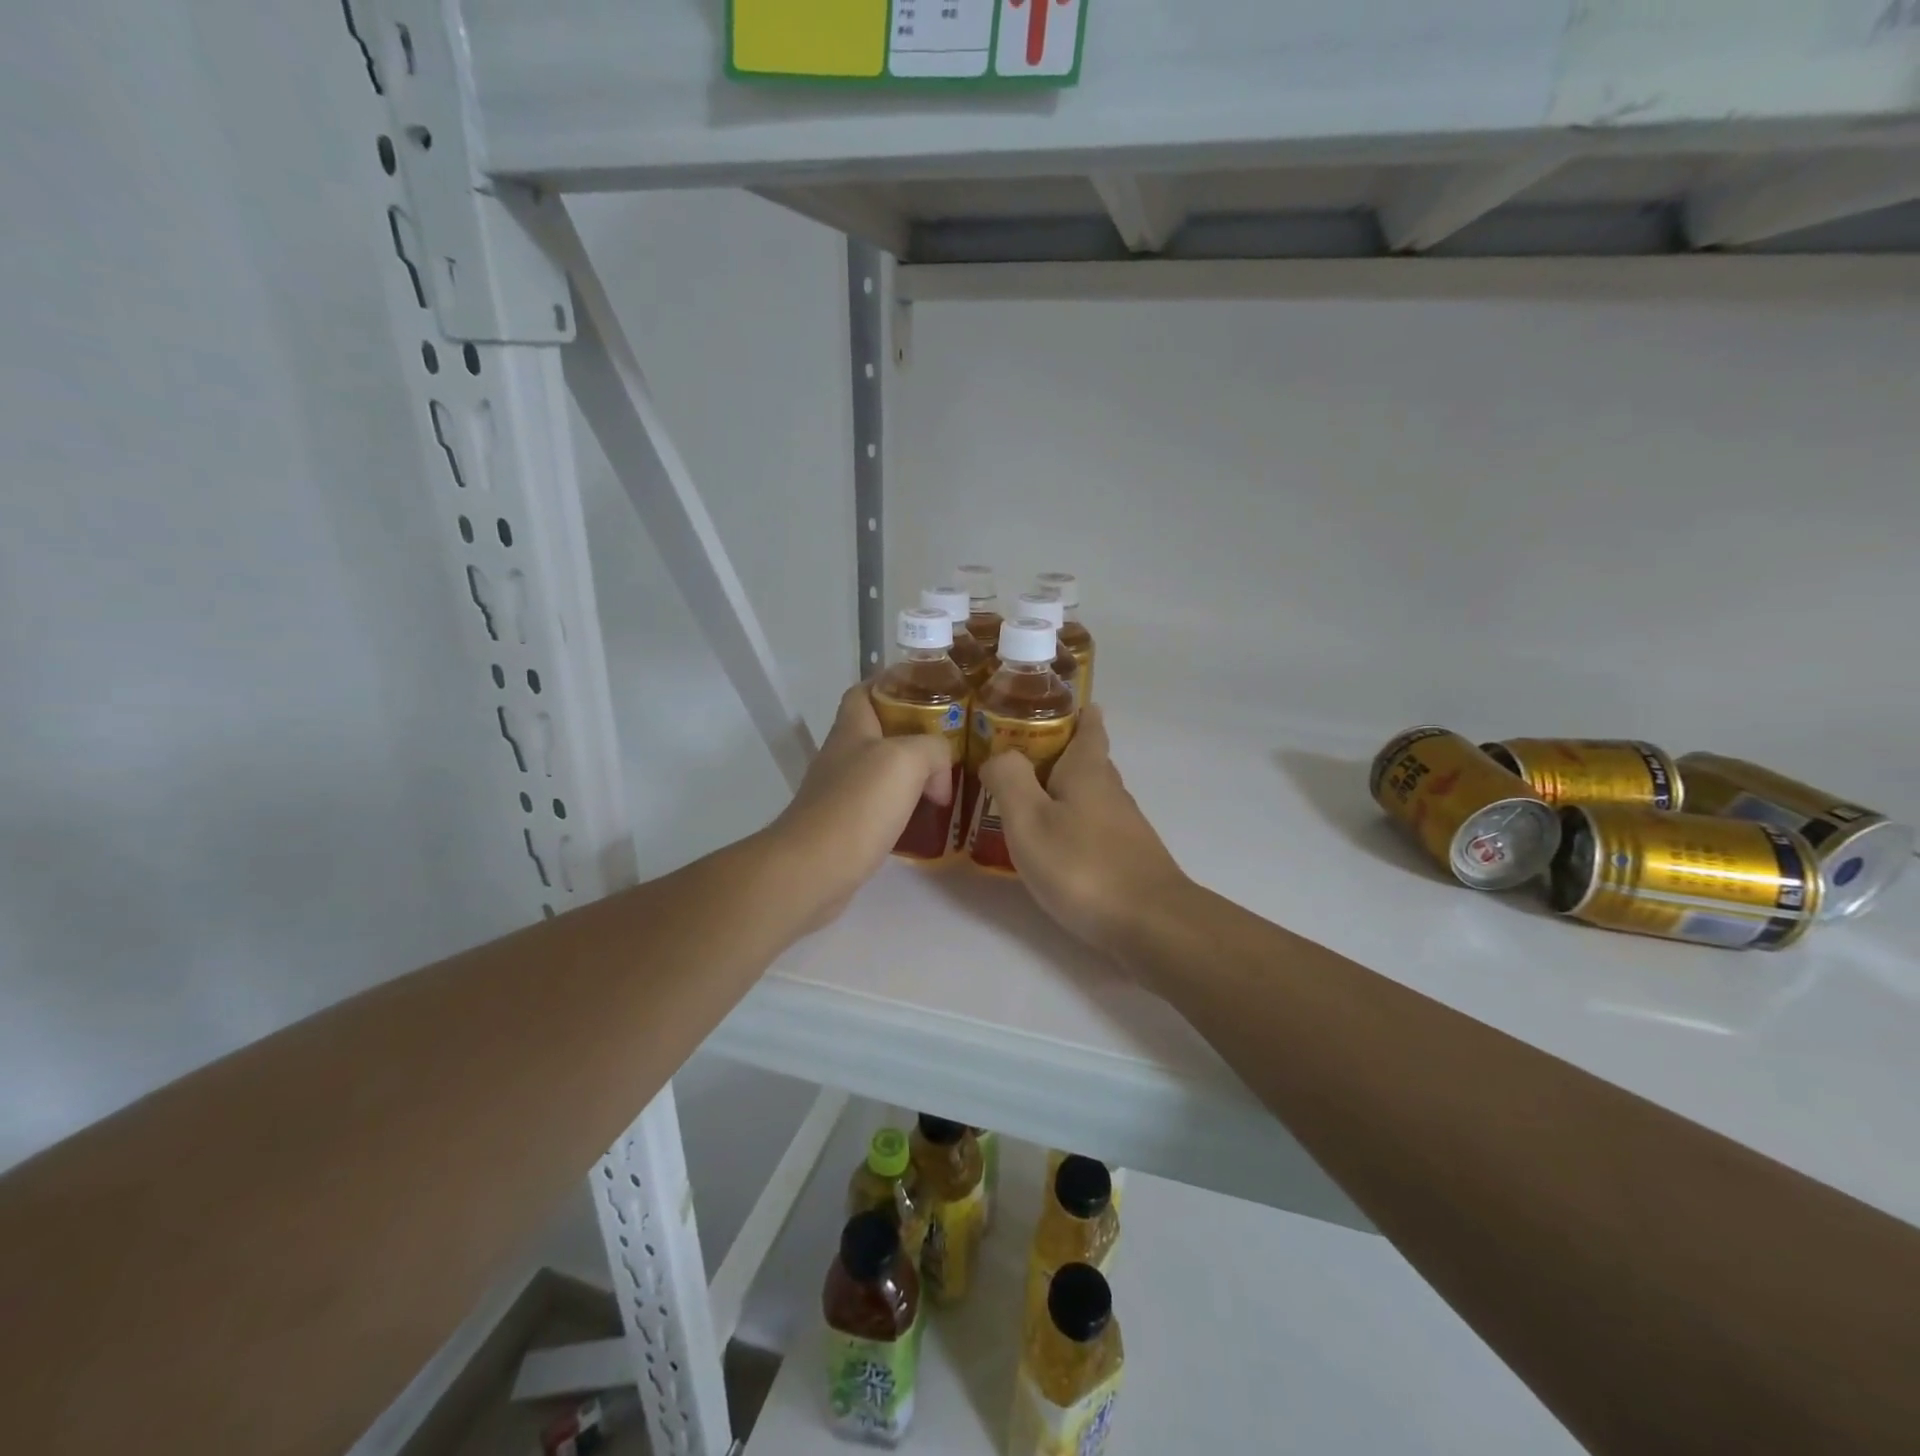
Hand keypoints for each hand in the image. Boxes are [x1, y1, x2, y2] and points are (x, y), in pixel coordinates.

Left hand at [764, 683, 955, 930]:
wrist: (812, 870)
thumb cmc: (857, 805)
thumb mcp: (905, 760)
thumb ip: (932, 749)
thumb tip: (939, 774)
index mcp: (851, 730)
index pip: (865, 691)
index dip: (892, 684)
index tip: (929, 691)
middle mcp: (842, 757)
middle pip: (879, 733)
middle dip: (914, 734)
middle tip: (951, 743)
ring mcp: (841, 794)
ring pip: (882, 773)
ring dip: (913, 775)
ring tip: (947, 783)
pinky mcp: (845, 828)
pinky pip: (881, 808)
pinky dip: (905, 809)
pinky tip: (926, 820)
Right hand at [976, 705, 1190, 961]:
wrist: (1151, 924)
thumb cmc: (1082, 865)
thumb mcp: (1029, 819)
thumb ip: (1009, 779)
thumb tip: (999, 756)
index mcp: (1088, 770)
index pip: (1088, 725)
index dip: (1074, 711)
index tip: (1051, 703)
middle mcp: (1111, 790)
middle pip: (1087, 758)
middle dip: (1058, 751)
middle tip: (1017, 753)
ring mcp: (1123, 825)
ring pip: (1089, 793)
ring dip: (1061, 789)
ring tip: (1025, 797)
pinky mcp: (1127, 856)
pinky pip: (1092, 824)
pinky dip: (1071, 820)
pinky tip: (1052, 842)